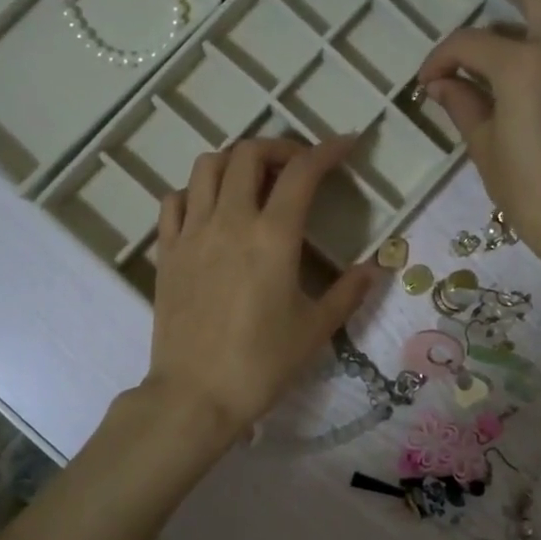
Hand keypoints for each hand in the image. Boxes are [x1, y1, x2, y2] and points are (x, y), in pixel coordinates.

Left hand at [147, 136, 379, 438]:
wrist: (195, 395)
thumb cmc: (261, 364)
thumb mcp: (315, 329)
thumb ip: (348, 292)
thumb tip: (374, 268)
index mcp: (272, 237)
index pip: (302, 172)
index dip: (327, 150)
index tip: (346, 144)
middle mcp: (229, 221)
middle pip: (248, 154)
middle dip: (279, 148)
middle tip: (297, 167)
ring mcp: (191, 233)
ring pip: (206, 167)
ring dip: (235, 162)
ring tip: (253, 182)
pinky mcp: (166, 252)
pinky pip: (174, 200)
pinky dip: (195, 191)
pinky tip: (210, 210)